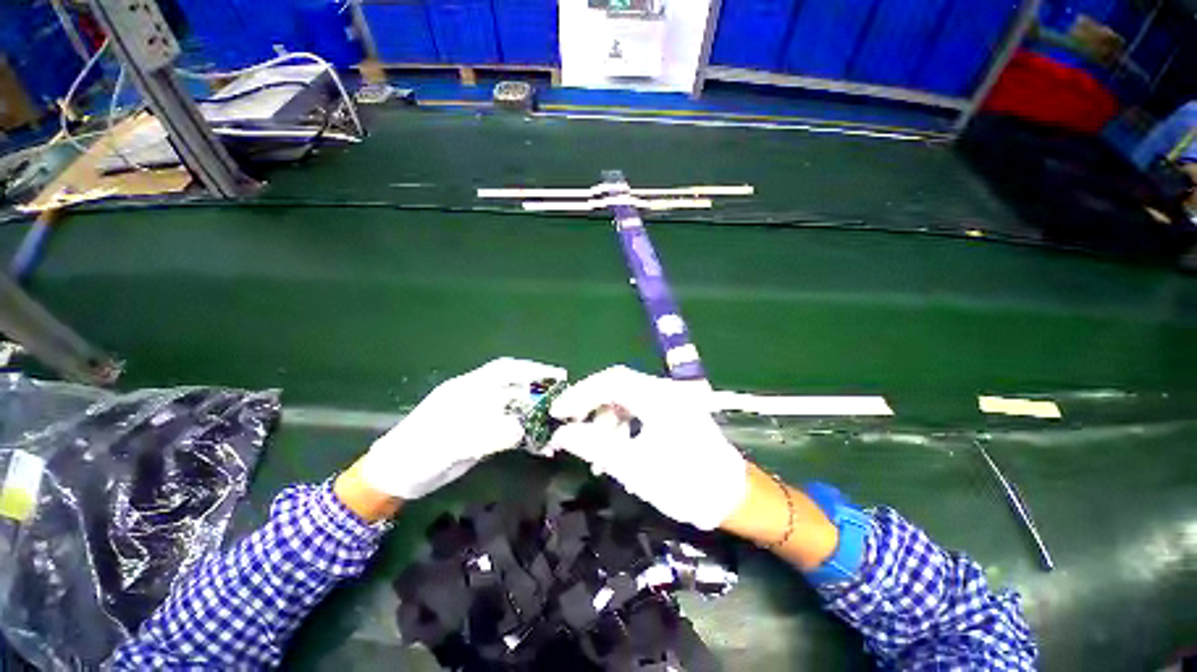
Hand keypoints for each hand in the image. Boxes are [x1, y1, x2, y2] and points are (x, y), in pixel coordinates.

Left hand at [359, 357, 566, 498]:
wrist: (395, 477)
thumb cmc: (415, 455)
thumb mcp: (447, 445)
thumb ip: (485, 435)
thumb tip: (522, 429)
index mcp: (465, 389)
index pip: (504, 372)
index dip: (531, 371)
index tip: (556, 377)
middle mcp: (475, 397)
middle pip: (514, 384)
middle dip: (539, 386)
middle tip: (563, 393)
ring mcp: (479, 415)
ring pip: (514, 406)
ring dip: (535, 410)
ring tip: (555, 420)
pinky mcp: (481, 433)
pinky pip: (509, 428)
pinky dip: (526, 432)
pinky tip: (537, 441)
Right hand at [547, 366, 746, 529]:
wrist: (733, 499)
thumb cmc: (685, 484)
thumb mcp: (634, 467)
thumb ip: (594, 446)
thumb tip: (560, 434)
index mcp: (658, 397)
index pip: (611, 380)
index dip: (580, 393)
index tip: (557, 413)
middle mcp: (664, 390)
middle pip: (617, 387)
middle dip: (590, 407)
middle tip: (569, 427)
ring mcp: (670, 400)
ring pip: (626, 400)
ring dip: (605, 421)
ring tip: (595, 454)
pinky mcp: (672, 412)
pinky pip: (637, 411)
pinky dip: (621, 427)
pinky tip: (615, 452)